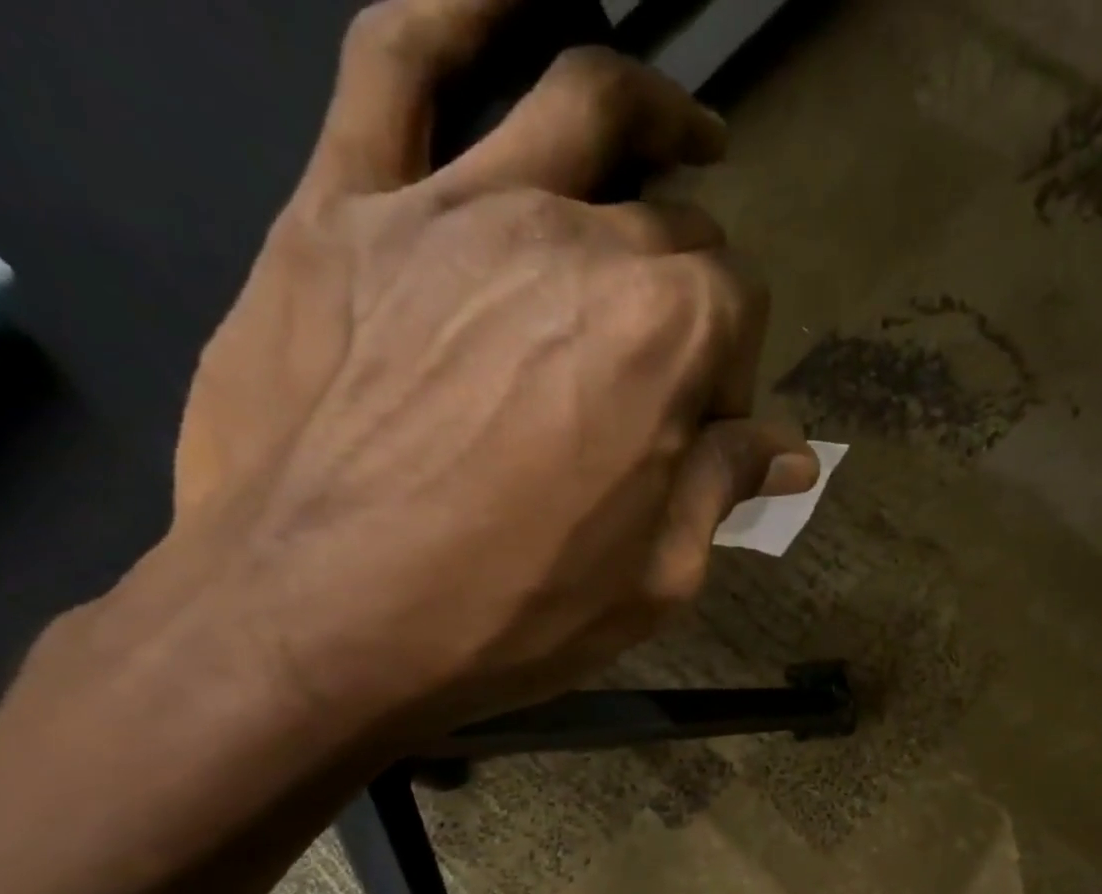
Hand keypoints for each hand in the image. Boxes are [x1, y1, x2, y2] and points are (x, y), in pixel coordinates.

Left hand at [171, 0, 817, 746]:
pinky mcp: (346, 209)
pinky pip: (397, 62)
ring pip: (578, 103)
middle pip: (672, 230)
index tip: (704, 435)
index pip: (736, 316)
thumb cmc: (508, 618)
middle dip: (691, 293)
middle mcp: (576, 243)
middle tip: (667, 360)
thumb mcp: (655, 582)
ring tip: (684, 137)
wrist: (314, 624)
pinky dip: (454, 10)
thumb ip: (723, 490)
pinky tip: (505, 2)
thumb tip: (787, 449)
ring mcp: (455, 211)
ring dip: (649, 112)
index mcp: (663, 338)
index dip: (730, 377)